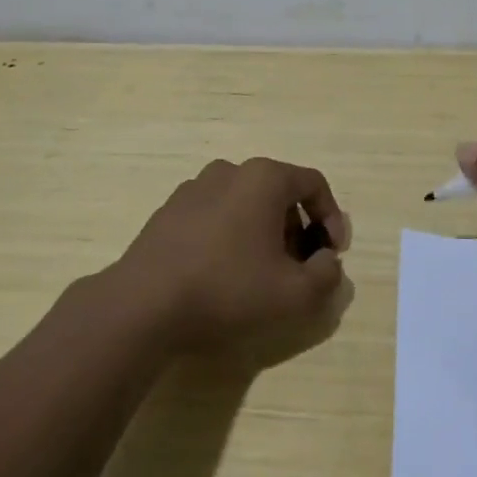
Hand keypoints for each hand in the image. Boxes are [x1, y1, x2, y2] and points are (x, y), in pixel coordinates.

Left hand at [114, 157, 353, 357]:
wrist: (143, 306)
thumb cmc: (228, 290)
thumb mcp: (295, 294)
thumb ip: (327, 275)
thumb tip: (327, 261)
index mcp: (264, 178)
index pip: (314, 184)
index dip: (332, 218)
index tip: (333, 254)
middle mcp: (229, 171)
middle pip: (279, 193)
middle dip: (297, 228)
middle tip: (299, 268)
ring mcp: (194, 188)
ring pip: (246, 204)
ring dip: (264, 232)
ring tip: (262, 273)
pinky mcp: (169, 211)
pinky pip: (216, 215)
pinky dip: (231, 236)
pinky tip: (223, 274)